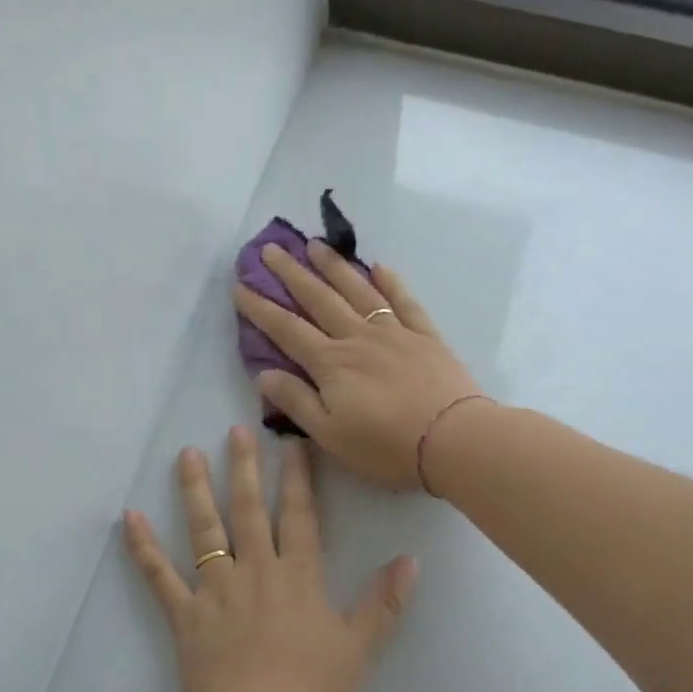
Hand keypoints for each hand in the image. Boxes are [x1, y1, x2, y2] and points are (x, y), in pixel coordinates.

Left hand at [122, 427, 416, 691]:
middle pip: (249, 511)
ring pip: (204, 531)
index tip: (291, 443)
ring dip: (196, 491)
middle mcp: (255, 572)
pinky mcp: (185, 616)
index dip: (297, 478)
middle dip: (244, 468)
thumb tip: (411, 560)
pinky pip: (159, 576)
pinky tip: (130, 519)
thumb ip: (384, 603)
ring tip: (186, 455)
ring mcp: (215, 591)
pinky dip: (143, 547)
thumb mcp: (360, 648)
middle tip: (235, 431)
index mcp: (298, 577)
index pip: (300, 515)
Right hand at [232, 241, 482, 489]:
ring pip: (358, 291)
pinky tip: (379, 266)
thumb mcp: (330, 436)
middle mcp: (358, 338)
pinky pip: (404, 301)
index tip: (240, 287)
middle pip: (319, 299)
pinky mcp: (425, 336)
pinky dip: (390, 282)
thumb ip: (297, 402)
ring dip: (334, 266)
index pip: (288, 330)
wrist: (452, 439)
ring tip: (315, 244)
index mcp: (331, 364)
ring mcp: (395, 332)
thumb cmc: (385, 447)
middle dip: (291, 273)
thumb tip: (264, 374)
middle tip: (270, 249)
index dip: (261, 308)